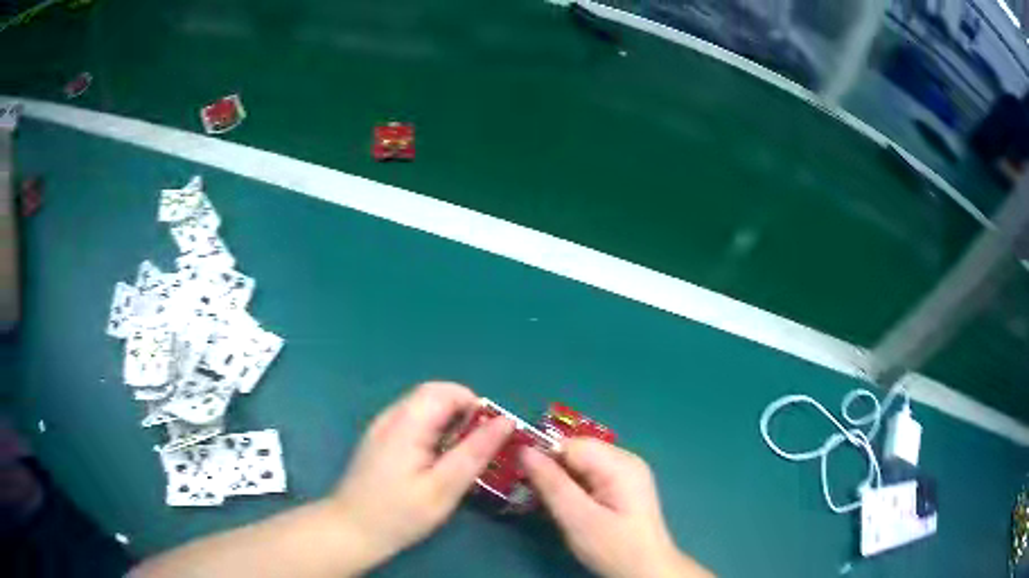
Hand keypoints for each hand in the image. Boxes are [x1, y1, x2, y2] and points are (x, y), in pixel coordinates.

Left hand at [327, 382, 512, 572]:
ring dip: (450, 424)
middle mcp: (391, 416)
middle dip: (464, 415)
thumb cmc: (399, 514)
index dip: (475, 406)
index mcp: (406, 423)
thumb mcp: (444, 488)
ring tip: (460, 460)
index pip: (446, 391)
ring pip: (425, 409)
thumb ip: (475, 452)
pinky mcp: (380, 440)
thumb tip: (506, 421)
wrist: (350, 530)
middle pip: (435, 396)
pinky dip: (434, 433)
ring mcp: (382, 427)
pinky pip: (413, 422)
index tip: (490, 437)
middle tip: (478, 450)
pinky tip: (436, 464)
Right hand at [522, 439, 712, 577]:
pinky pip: (590, 477)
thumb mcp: (578, 519)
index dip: (543, 457)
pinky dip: (573, 488)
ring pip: (580, 465)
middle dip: (551, 470)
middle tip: (534, 496)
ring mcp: (626, 473)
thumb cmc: (614, 547)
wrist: (646, 571)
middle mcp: (625, 460)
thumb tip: (524, 450)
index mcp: (620, 463)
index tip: (521, 478)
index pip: (571, 444)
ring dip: (560, 481)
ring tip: (550, 505)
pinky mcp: (623, 488)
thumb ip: (552, 484)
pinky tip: (568, 508)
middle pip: (576, 452)